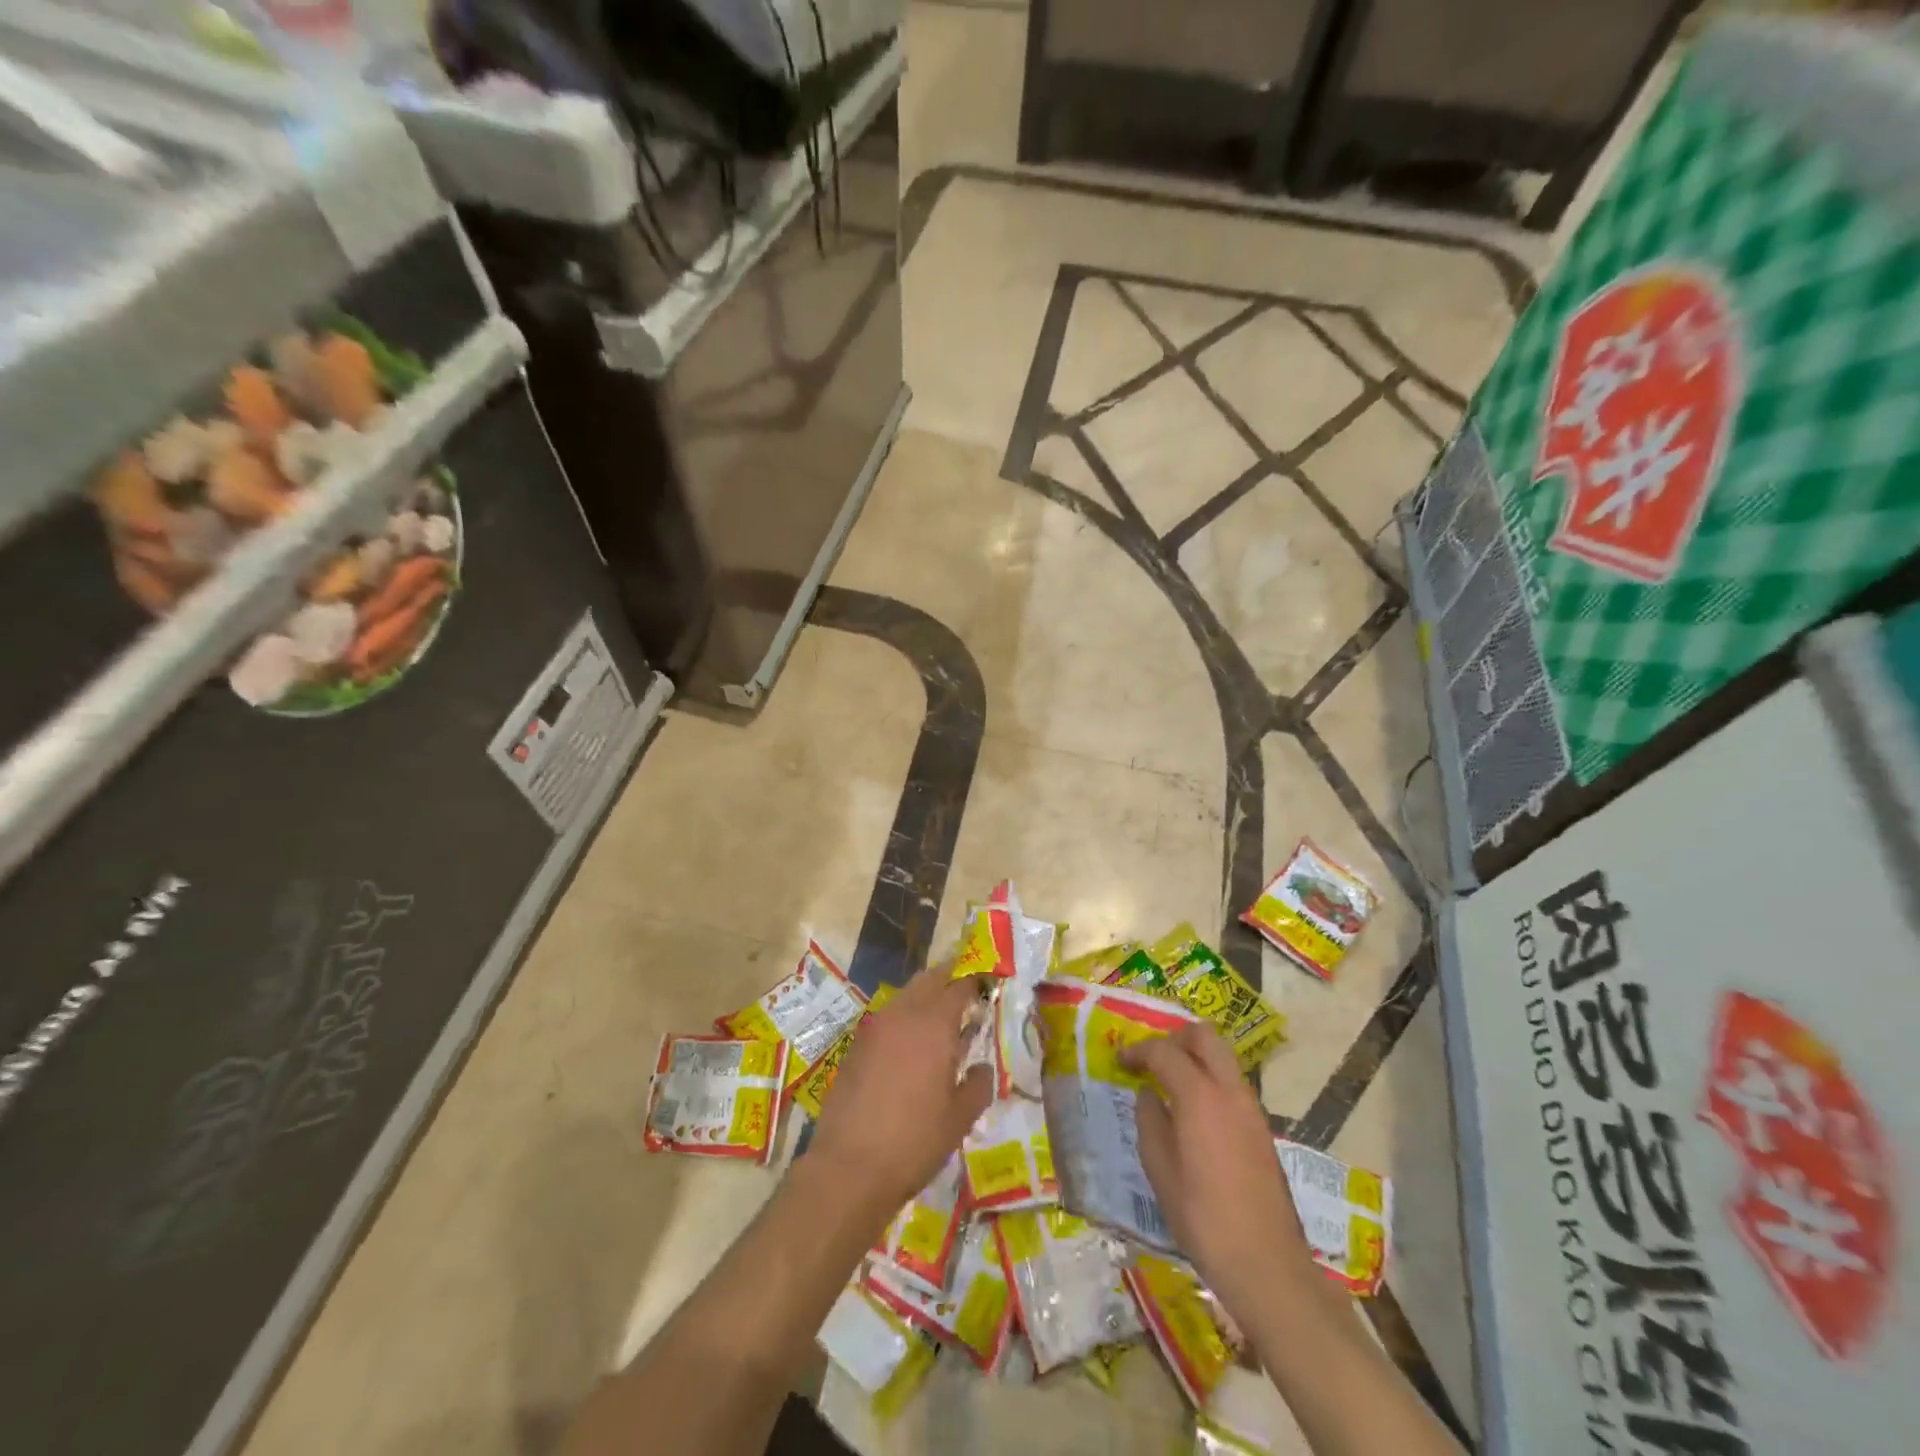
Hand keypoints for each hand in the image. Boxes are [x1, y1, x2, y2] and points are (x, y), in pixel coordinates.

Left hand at [809, 965, 994, 1217]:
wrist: (848, 1168)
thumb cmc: (914, 1141)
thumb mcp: (959, 1118)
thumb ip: (977, 1085)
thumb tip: (981, 1068)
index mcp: (934, 1024)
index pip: (959, 986)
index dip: (975, 981)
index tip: (987, 984)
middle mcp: (903, 1014)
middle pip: (928, 980)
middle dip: (948, 979)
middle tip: (965, 993)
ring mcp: (874, 1028)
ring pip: (904, 997)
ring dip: (924, 999)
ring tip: (940, 1023)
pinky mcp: (856, 1047)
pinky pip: (886, 1020)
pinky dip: (903, 1021)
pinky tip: (910, 1049)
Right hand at [1123, 1024, 1315, 1313]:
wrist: (1267, 1265)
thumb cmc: (1203, 1218)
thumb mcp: (1160, 1170)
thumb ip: (1149, 1122)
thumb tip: (1148, 1094)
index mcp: (1199, 1095)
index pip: (1164, 1051)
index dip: (1138, 1051)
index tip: (1121, 1061)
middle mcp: (1229, 1091)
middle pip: (1204, 1036)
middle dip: (1175, 1039)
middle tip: (1152, 1060)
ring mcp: (1251, 1108)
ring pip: (1223, 1057)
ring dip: (1195, 1057)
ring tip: (1169, 1083)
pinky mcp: (1262, 1129)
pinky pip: (1232, 1083)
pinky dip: (1210, 1080)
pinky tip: (1193, 1111)